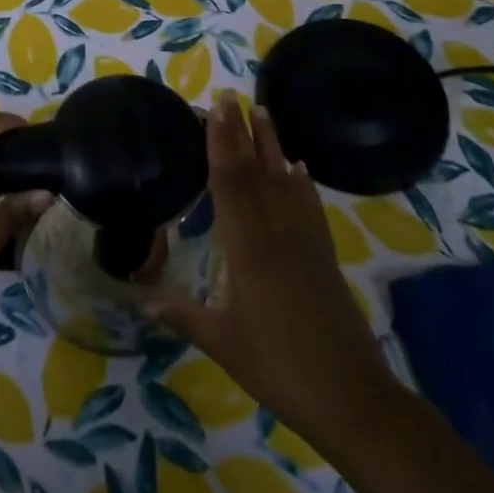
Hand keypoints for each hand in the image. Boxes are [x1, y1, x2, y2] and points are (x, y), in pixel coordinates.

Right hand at [148, 96, 390, 449]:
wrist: (351, 396)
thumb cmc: (279, 367)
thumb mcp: (223, 343)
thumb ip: (183, 316)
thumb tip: (142, 301)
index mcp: (247, 247)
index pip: (229, 182)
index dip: (220, 143)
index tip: (214, 109)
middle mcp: (275, 233)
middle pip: (255, 171)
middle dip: (240, 131)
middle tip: (230, 95)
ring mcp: (304, 241)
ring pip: (283, 180)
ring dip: (271, 144)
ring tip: (262, 111)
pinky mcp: (323, 255)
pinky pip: (309, 206)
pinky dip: (301, 182)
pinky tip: (298, 168)